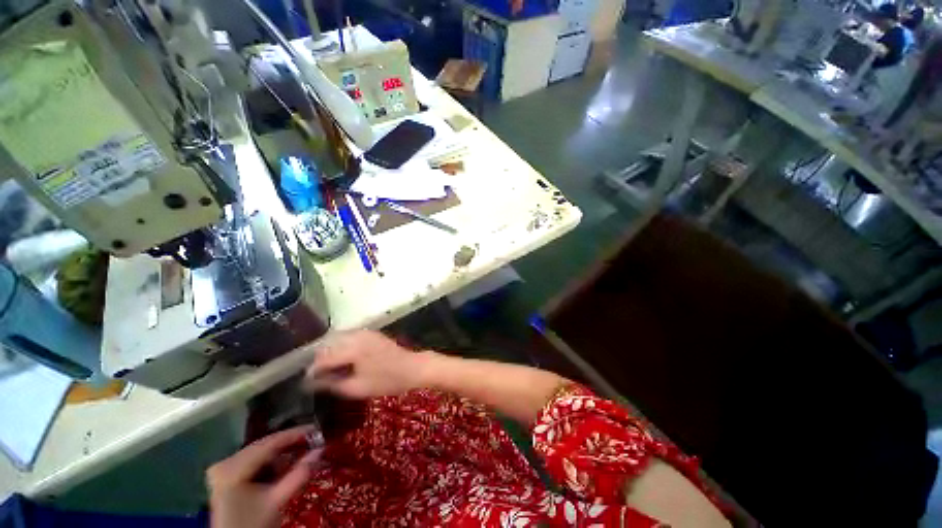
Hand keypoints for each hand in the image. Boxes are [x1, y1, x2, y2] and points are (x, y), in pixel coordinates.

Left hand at [208, 425, 320, 527]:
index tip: (315, 428)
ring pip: (260, 452)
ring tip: (298, 457)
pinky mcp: (225, 474)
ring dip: (280, 454)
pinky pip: (252, 459)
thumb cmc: (253, 524)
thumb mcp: (277, 501)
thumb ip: (299, 475)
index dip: (294, 434)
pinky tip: (280, 468)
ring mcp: (222, 468)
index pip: (269, 444)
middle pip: (263, 446)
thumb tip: (321, 449)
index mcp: (232, 469)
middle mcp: (224, 463)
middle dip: (288, 444)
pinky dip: (269, 462)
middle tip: (312, 440)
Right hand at [305, 330, 430, 398]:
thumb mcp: (357, 388)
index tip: (305, 384)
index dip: (312, 372)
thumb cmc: (387, 380)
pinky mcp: (370, 333)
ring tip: (329, 371)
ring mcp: (364, 332)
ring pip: (337, 340)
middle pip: (327, 346)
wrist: (412, 367)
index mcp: (352, 348)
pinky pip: (348, 337)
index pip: (323, 358)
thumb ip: (331, 384)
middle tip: (317, 378)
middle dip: (319, 361)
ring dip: (329, 353)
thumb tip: (310, 383)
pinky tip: (343, 360)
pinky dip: (340, 347)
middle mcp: (356, 335)